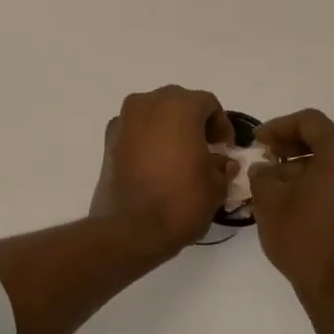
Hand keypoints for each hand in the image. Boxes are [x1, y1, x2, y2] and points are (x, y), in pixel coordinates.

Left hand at [90, 86, 234, 258]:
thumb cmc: (180, 201)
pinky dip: (147, 141)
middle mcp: (148, 104)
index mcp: (179, 106)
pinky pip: (135, 131)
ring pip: (154, 115)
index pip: (208, 104)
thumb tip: (221, 161)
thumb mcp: (216, 185)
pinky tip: (155, 166)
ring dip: (168, 130)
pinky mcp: (108, 141)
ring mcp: (124, 120)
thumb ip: (222, 165)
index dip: (221, 125)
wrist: (130, 229)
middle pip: (178, 103)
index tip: (225, 150)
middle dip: (193, 123)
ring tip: (179, 159)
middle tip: (204, 150)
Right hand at [249, 110, 333, 309]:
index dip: (279, 127)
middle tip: (275, 156)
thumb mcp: (270, 202)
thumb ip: (264, 175)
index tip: (258, 142)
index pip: (311, 122)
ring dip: (318, 161)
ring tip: (288, 181)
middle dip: (301, 142)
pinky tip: (311, 200)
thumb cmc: (305, 239)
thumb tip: (267, 168)